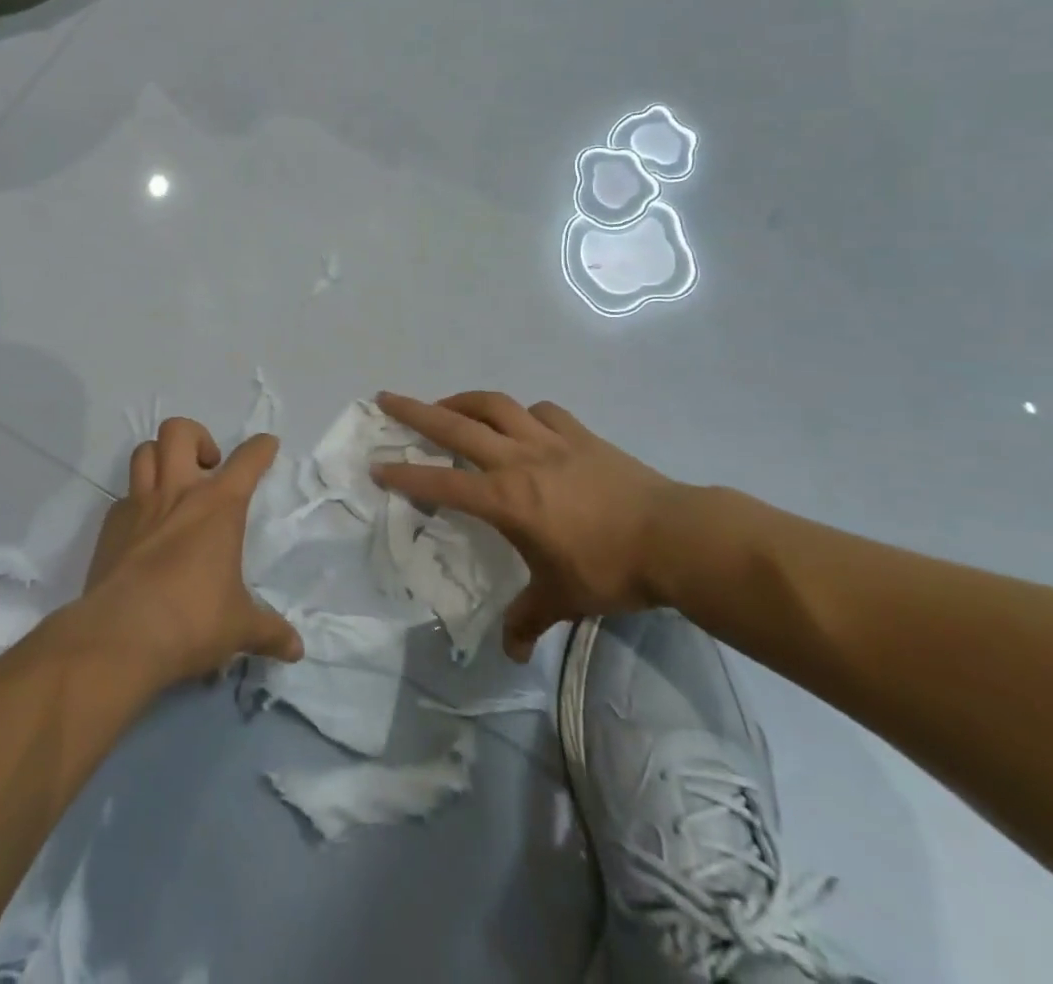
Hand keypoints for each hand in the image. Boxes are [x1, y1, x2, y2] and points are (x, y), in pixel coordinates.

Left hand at [81, 418, 302, 686]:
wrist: (121, 636)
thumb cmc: (192, 621)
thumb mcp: (239, 628)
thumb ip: (269, 631)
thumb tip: (297, 649)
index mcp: (218, 506)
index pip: (247, 461)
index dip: (261, 448)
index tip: (268, 445)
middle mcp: (178, 493)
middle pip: (179, 431)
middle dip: (196, 438)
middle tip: (207, 469)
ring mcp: (139, 505)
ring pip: (144, 452)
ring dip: (161, 458)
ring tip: (174, 485)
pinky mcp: (110, 526)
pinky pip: (123, 497)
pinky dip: (137, 502)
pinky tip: (145, 529)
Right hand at [374, 391, 685, 659]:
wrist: (675, 538)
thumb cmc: (611, 569)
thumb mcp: (563, 600)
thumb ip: (528, 621)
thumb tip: (510, 654)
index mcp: (506, 499)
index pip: (442, 484)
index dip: (405, 475)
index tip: (377, 465)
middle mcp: (519, 459)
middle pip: (456, 426)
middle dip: (415, 411)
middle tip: (387, 398)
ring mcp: (550, 440)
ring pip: (495, 405)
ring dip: (463, 400)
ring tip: (446, 404)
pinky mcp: (580, 434)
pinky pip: (541, 411)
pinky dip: (522, 411)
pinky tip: (520, 420)